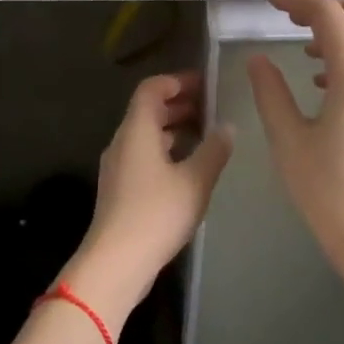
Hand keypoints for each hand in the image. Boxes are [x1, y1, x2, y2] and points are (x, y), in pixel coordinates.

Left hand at [62, 72, 233, 326]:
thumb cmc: (156, 214)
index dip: (177, 81)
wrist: (116, 262)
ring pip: (146, 135)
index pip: (151, 89)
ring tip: (206, 135)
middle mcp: (122, 142)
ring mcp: (118, 167)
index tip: (205, 84)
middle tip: (212, 107)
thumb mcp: (195, 181)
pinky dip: (166, 151)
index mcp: (137, 130)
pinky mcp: (120, 189)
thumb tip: (227, 127)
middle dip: (179, 104)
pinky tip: (189, 167)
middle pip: (147, 111)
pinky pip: (144, 156)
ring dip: (174, 129)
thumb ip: (214, 150)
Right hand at [246, 0, 343, 324]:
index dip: (297, 0)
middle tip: (292, 17)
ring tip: (308, 52)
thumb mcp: (288, 140)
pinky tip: (328, 86)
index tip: (269, 0)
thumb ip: (271, 92)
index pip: (328, 16)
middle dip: (328, 8)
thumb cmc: (328, 192)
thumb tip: (259, 59)